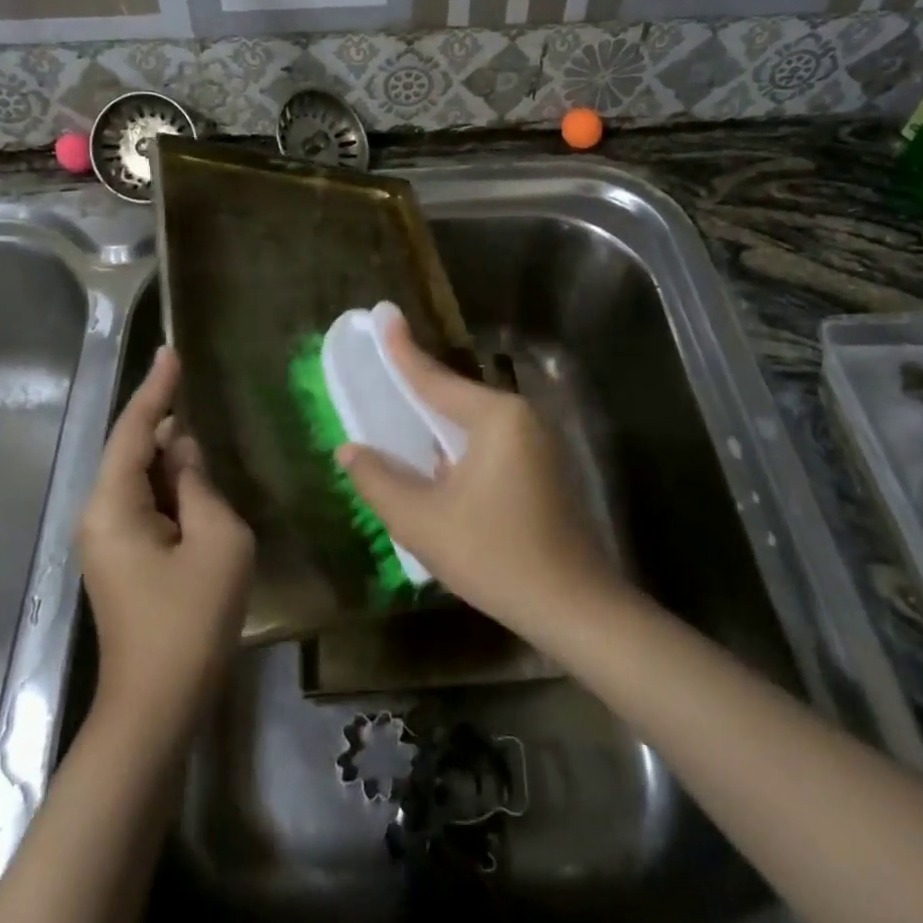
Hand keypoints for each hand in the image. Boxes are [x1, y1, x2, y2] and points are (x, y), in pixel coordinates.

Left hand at [78, 347, 253, 737]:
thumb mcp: (216, 541)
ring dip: (170, 456)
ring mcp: (108, 541)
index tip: (171, 352)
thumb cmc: (190, 620)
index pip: (136, 430)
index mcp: (114, 505)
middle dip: (164, 419)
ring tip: (204, 427)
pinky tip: (196, 479)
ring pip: (140, 479)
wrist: (157, 705)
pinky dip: (170, 486)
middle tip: (195, 383)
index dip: (156, 388)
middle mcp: (100, 516)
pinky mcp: (122, 560)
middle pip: (132, 451)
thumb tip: (184, 453)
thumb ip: (199, 486)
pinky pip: (145, 505)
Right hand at [336, 313, 626, 645]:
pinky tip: (436, 466)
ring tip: (399, 419)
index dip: (402, 350)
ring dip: (437, 426)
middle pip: (455, 397)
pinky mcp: (543, 469)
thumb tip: (349, 450)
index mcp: (496, 418)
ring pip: (472, 424)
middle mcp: (521, 418)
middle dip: (417, 390)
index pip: (434, 379)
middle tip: (381, 372)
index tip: (383, 315)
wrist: (573, 607)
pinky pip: (489, 444)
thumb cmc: (495, 556)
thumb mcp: (423, 522)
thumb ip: (379, 481)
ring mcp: (538, 443)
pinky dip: (458, 447)